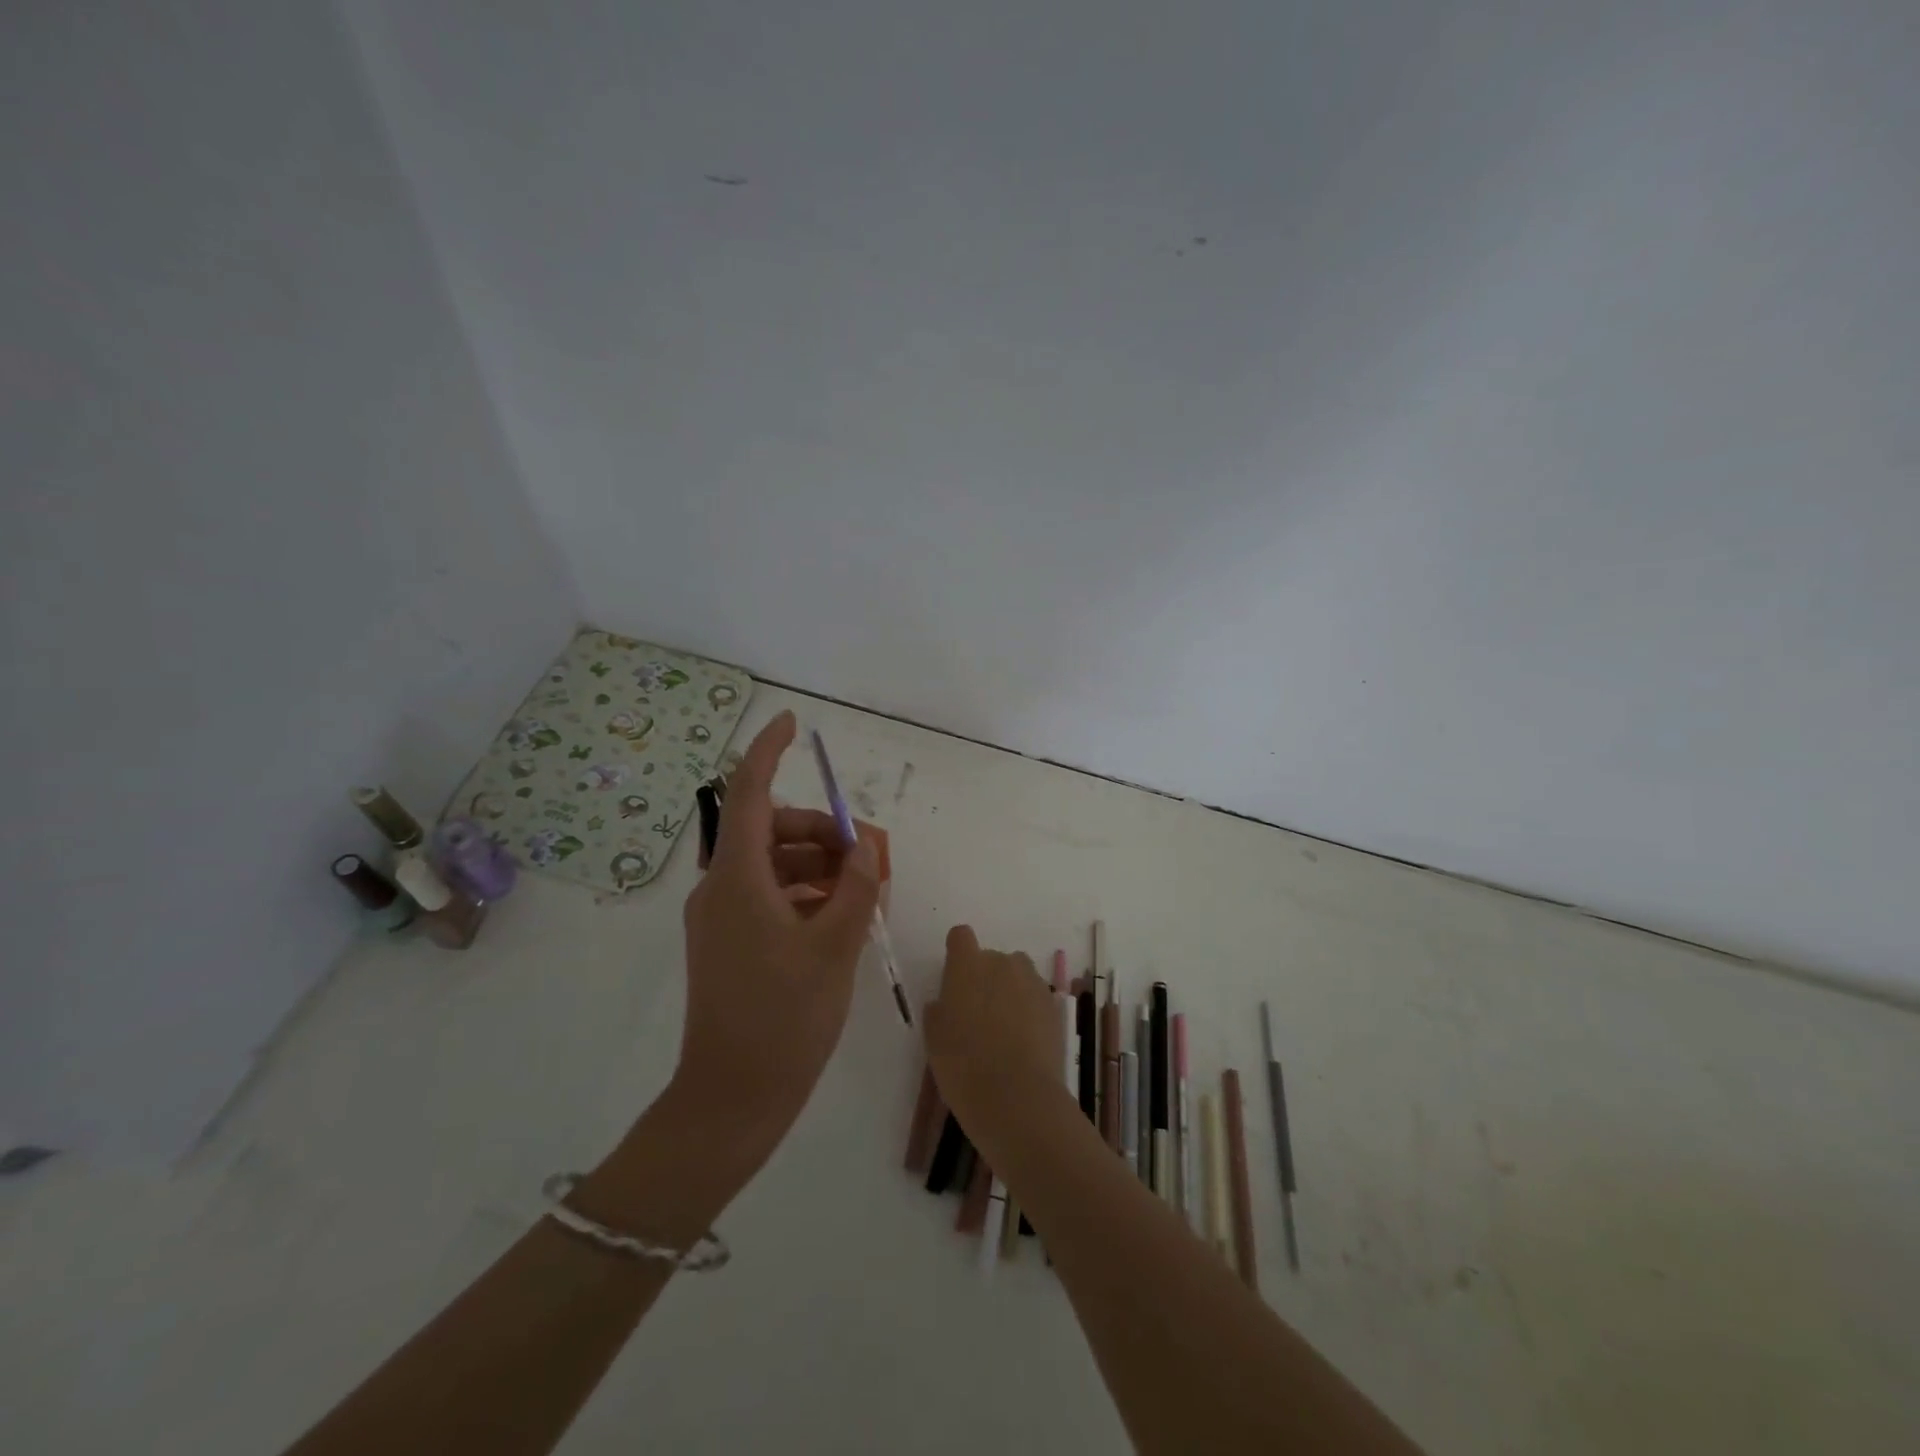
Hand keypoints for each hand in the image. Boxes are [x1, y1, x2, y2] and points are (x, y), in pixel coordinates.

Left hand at [674, 710, 881, 1183]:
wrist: (732, 1099)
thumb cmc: (784, 1019)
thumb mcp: (833, 947)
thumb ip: (855, 887)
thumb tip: (865, 847)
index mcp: (737, 879)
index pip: (747, 791)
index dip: (768, 750)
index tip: (794, 722)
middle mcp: (720, 888)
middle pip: (770, 829)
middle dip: (822, 831)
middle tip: (869, 856)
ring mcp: (721, 917)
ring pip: (773, 864)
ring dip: (819, 865)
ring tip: (863, 891)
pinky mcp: (728, 942)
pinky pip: (769, 895)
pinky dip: (805, 893)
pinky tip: (840, 916)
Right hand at [923, 925, 1065, 1139]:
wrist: (1018, 1098)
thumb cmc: (964, 1065)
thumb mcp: (934, 1039)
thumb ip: (938, 1011)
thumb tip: (945, 1003)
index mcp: (968, 965)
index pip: (960, 936)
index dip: (957, 953)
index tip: (954, 978)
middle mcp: (1002, 963)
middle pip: (991, 957)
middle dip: (984, 977)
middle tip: (976, 1015)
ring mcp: (1032, 982)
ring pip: (1017, 975)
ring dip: (1009, 990)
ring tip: (1003, 1028)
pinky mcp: (1053, 1006)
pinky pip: (1035, 997)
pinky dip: (1028, 1010)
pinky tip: (1022, 1042)